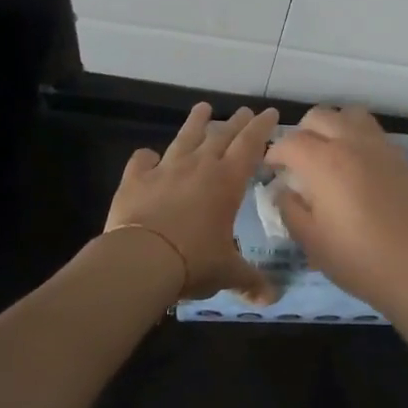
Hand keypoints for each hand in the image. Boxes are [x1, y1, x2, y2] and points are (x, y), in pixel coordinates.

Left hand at [105, 102, 279, 301]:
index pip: (250, 145)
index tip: (270, 112)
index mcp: (227, 181)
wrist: (142, 259)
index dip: (261, 128)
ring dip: (195, 123)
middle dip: (235, 122)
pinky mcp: (135, 179)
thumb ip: (250, 281)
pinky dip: (146, 157)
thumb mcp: (227, 272)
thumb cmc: (194, 261)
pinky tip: (148, 156)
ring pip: (184, 138)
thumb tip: (272, 299)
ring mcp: (165, 169)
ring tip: (203, 108)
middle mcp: (199, 167)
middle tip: (244, 110)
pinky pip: (142, 161)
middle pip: (221, 136)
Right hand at [265, 106, 407, 310]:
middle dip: (302, 134)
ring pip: (350, 115)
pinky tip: (359, 167)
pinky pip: (374, 132)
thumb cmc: (359, 259)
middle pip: (319, 116)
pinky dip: (358, 138)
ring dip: (333, 127)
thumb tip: (284, 189)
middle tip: (299, 161)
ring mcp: (381, 146)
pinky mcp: (403, 156)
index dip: (274, 154)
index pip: (290, 142)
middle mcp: (352, 142)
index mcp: (324, 162)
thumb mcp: (311, 241)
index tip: (271, 170)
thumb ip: (289, 208)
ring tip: (331, 154)